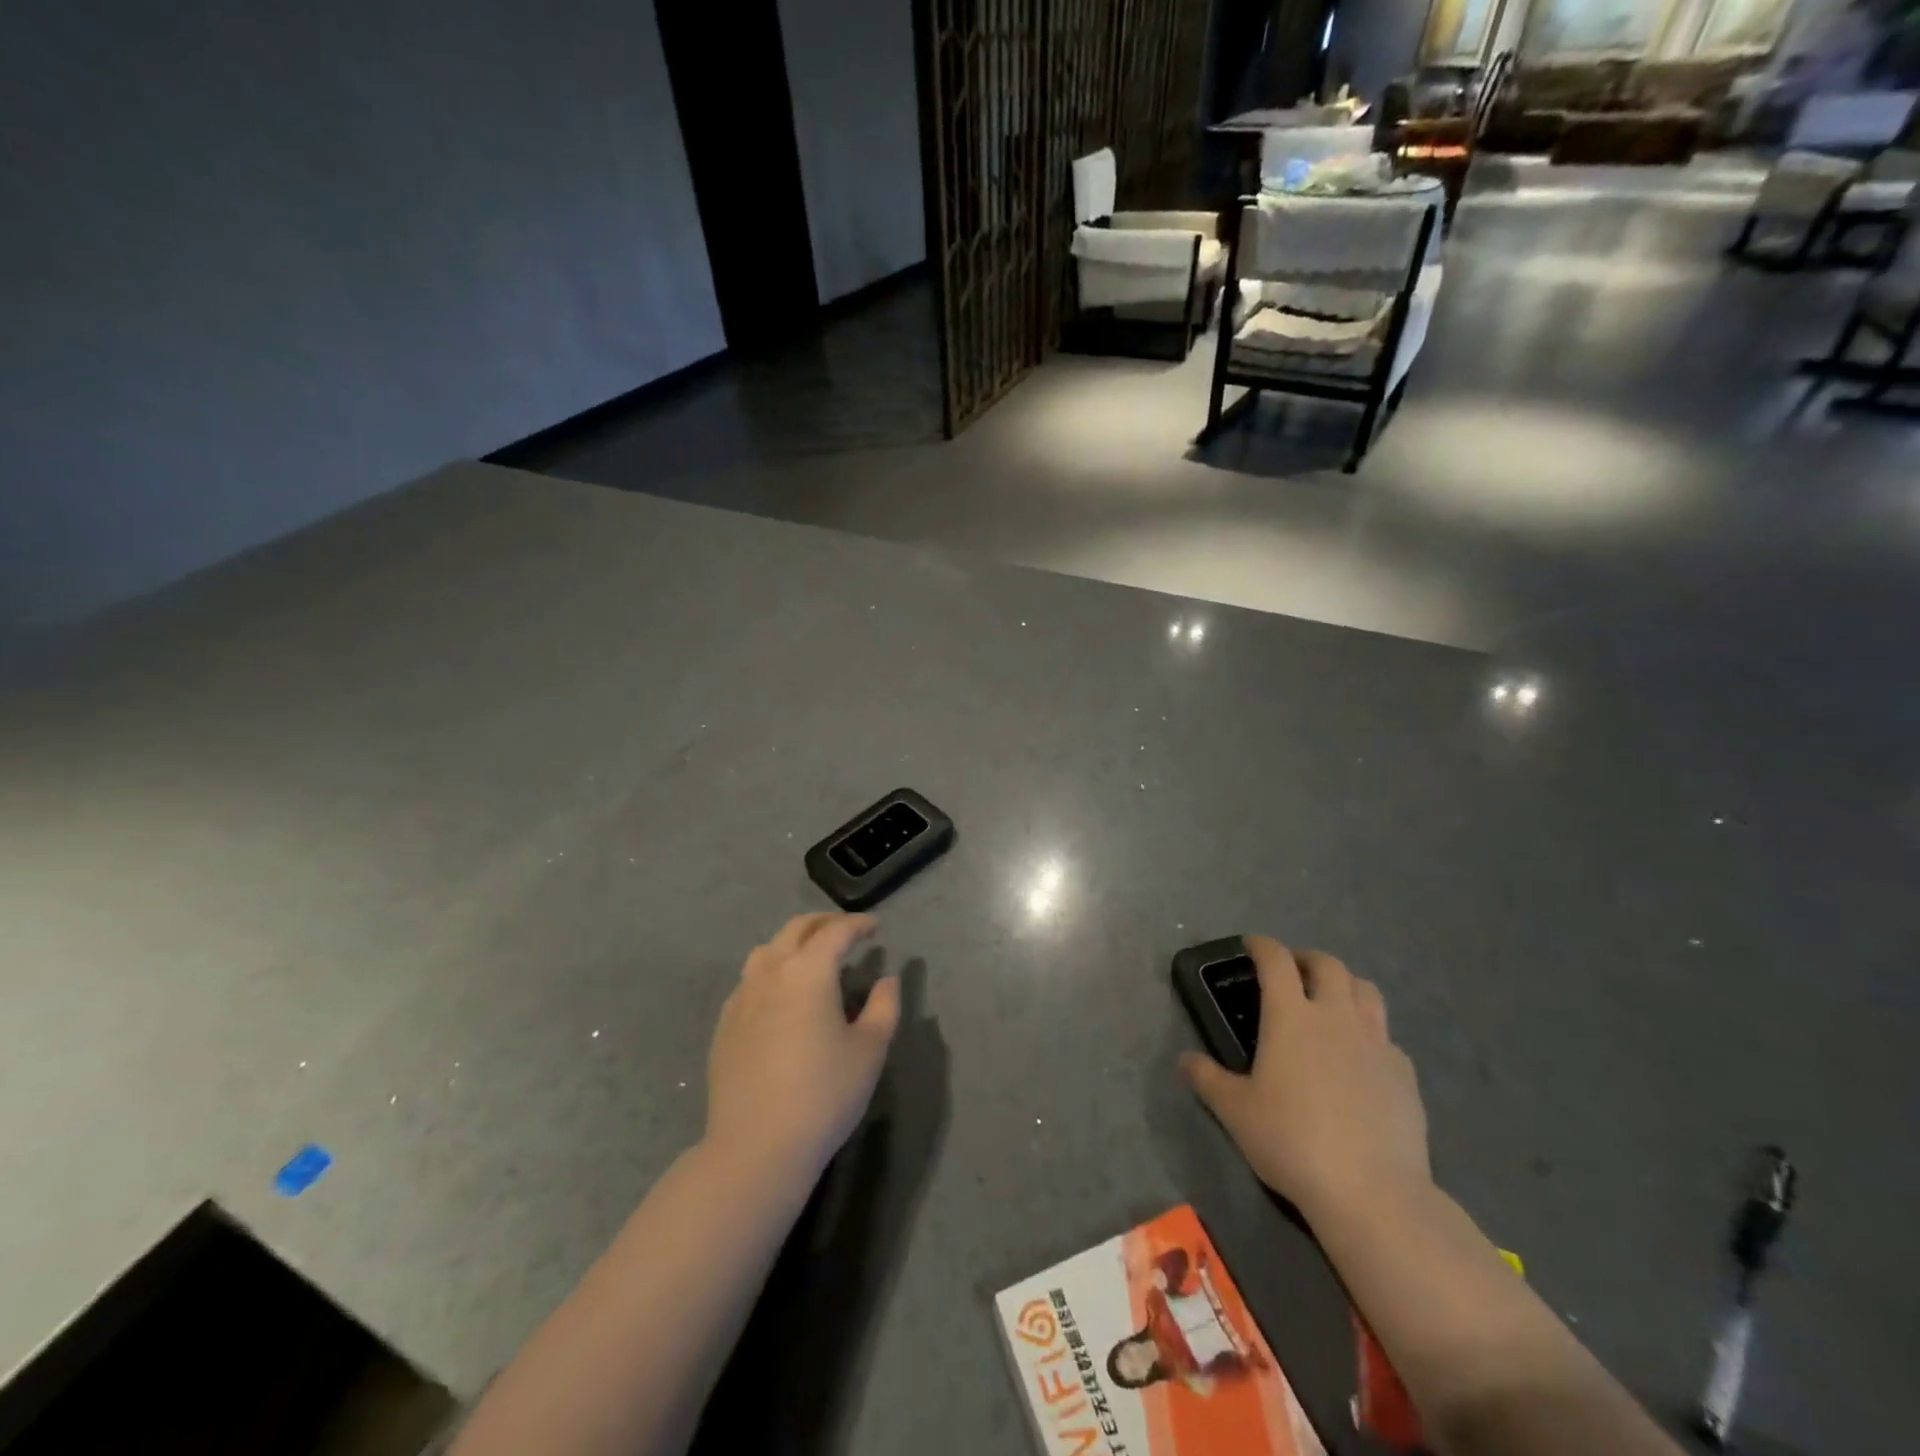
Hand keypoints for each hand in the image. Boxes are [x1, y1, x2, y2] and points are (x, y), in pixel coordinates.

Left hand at [704, 912, 899, 1184]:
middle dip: (824, 923)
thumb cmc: (823, 1095)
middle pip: (796, 930)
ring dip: (793, 943)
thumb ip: (884, 1006)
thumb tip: (887, 979)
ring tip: (811, 957)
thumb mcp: (870, 1050)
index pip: (835, 932)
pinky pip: (750, 980)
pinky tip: (780, 995)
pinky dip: (771, 971)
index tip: (875, 927)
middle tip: (846, 931)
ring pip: (767, 950)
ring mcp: (742, 997)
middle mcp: (771, 972)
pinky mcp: (725, 1024)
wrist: (755, 1147)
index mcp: (808, 971)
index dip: (858, 924)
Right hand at [1181, 936, 1429, 1225]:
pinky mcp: (1404, 1073)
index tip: (1251, 945)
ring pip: (1366, 990)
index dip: (1262, 946)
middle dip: (1307, 959)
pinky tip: (1360, 1056)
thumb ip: (1207, 1079)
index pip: (1276, 961)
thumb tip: (1184, 1061)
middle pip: (1328, 964)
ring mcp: (1376, 1043)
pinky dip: (1370, 1031)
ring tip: (1330, 1000)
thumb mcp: (1235, 1112)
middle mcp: (1335, 1017)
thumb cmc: (1292, 1141)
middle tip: (1292, 972)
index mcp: (1291, 1017)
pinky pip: (1387, 1036)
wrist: (1373, 1192)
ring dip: (1344, 984)